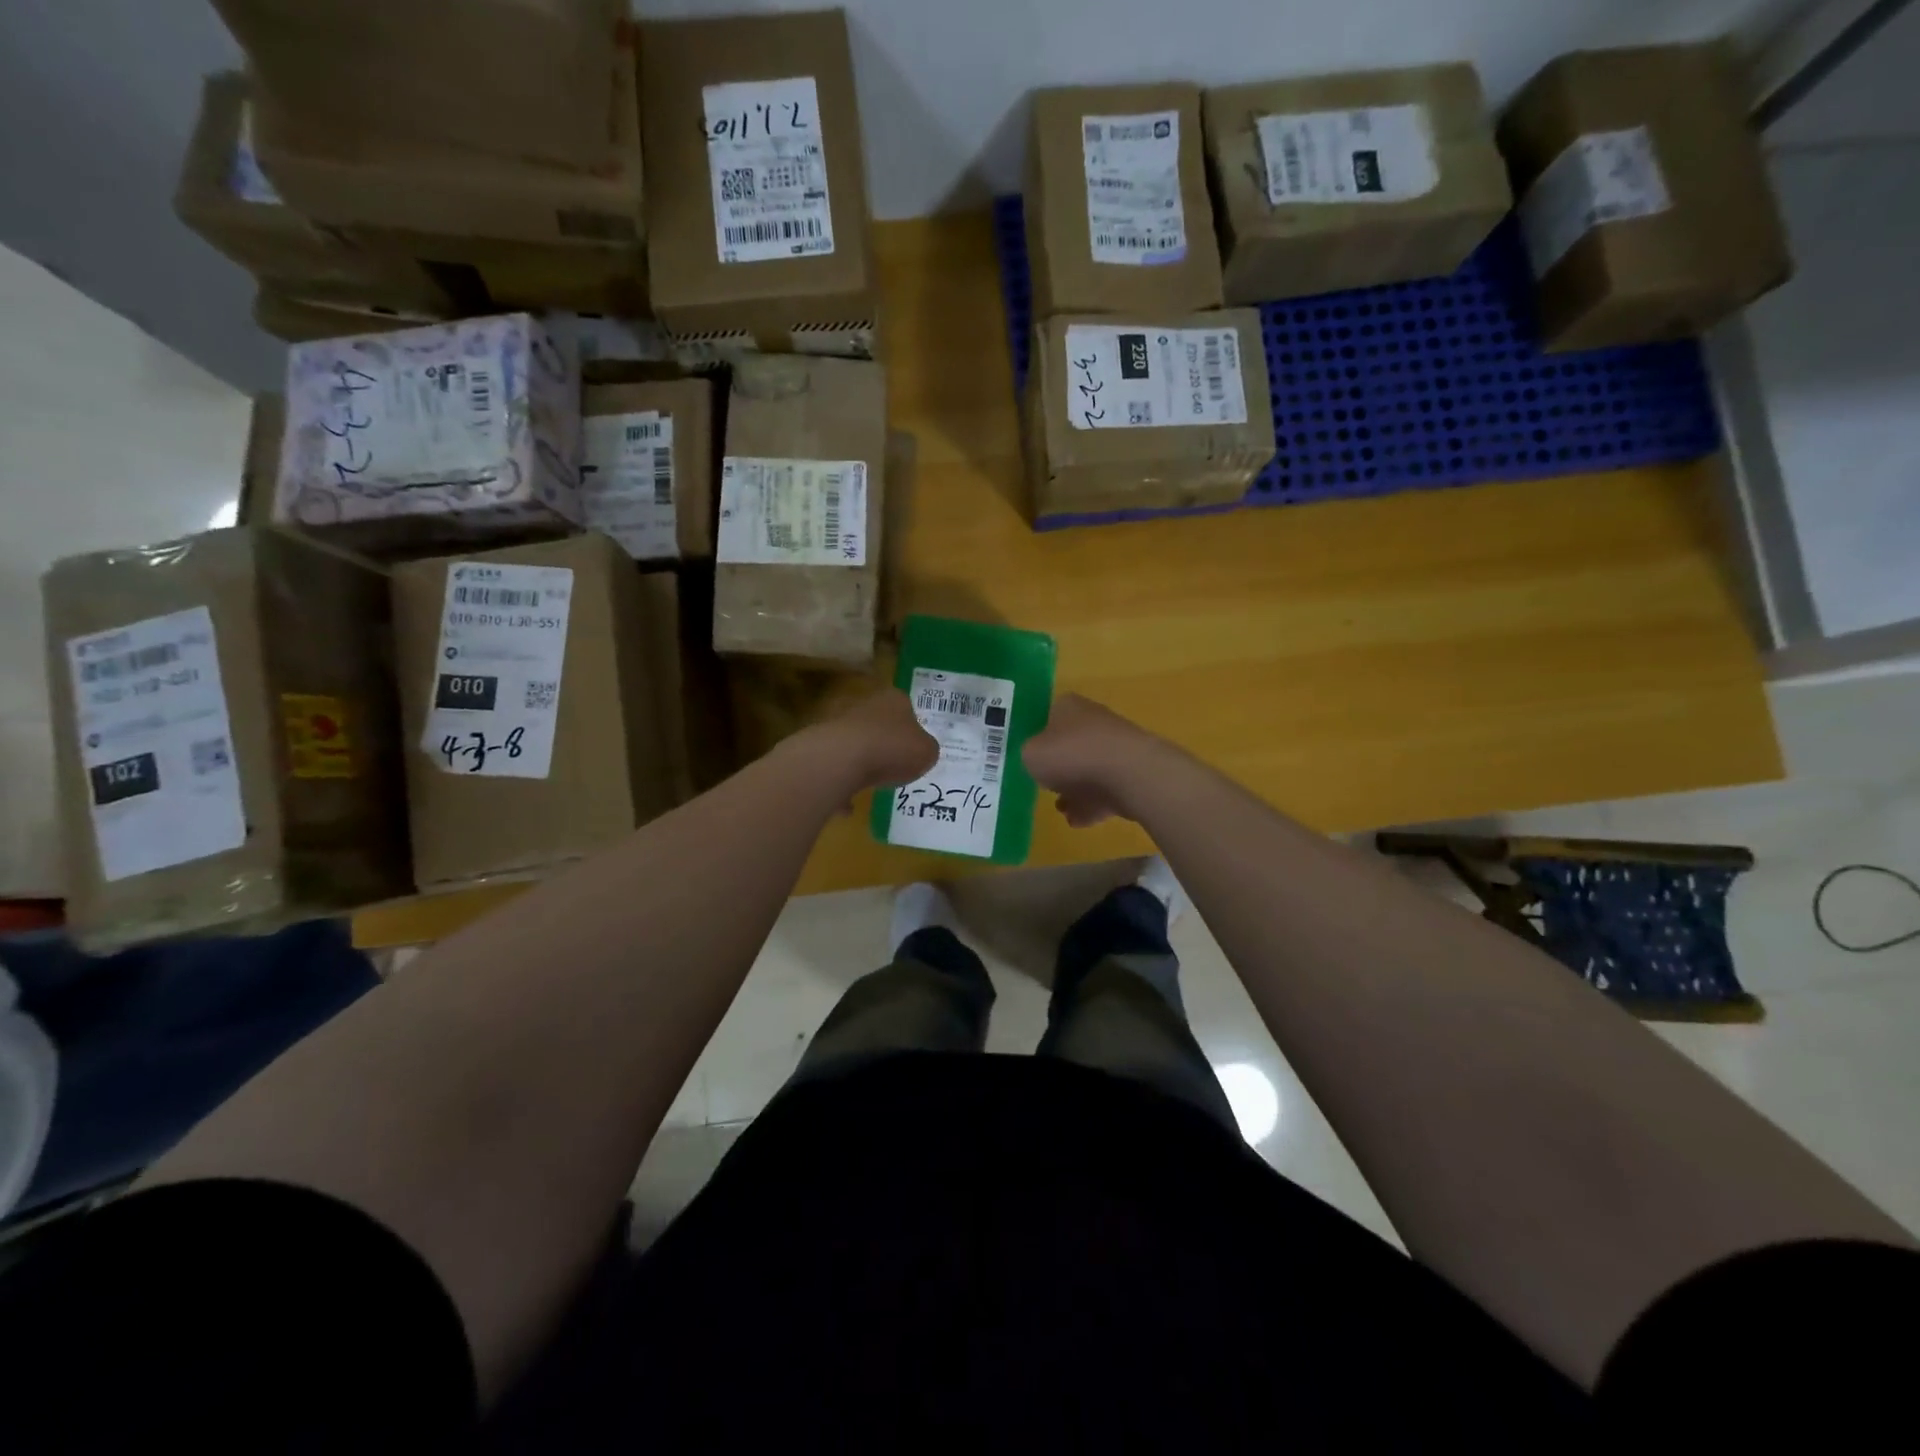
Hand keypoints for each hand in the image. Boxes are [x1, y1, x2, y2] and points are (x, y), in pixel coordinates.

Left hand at [805, 688, 938, 792]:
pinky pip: (838, 768)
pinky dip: (843, 785)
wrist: (842, 759)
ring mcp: (840, 725)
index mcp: (895, 701)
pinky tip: (849, 807)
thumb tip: (920, 751)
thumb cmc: (893, 749)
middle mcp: (866, 706)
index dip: (913, 728)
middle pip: (880, 725)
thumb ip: (926, 750)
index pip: (907, 708)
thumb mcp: (927, 753)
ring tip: (874, 786)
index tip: (915, 748)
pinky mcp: (822, 747)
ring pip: (857, 745)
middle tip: (897, 767)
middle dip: (886, 745)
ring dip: (863, 764)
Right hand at [1022, 693, 1163, 827]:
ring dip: (1074, 790)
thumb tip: (1035, 758)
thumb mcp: (1030, 754)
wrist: (1129, 774)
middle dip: (1057, 767)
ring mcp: (1115, 748)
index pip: (1046, 716)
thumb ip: (1028, 754)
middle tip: (1043, 785)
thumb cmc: (1072, 755)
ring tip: (1060, 809)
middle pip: (1069, 745)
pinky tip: (1078, 821)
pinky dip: (1092, 806)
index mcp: (1068, 707)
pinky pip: (1105, 791)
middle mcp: (1093, 722)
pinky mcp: (1131, 774)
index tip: (1027, 757)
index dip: (1035, 736)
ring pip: (1088, 770)